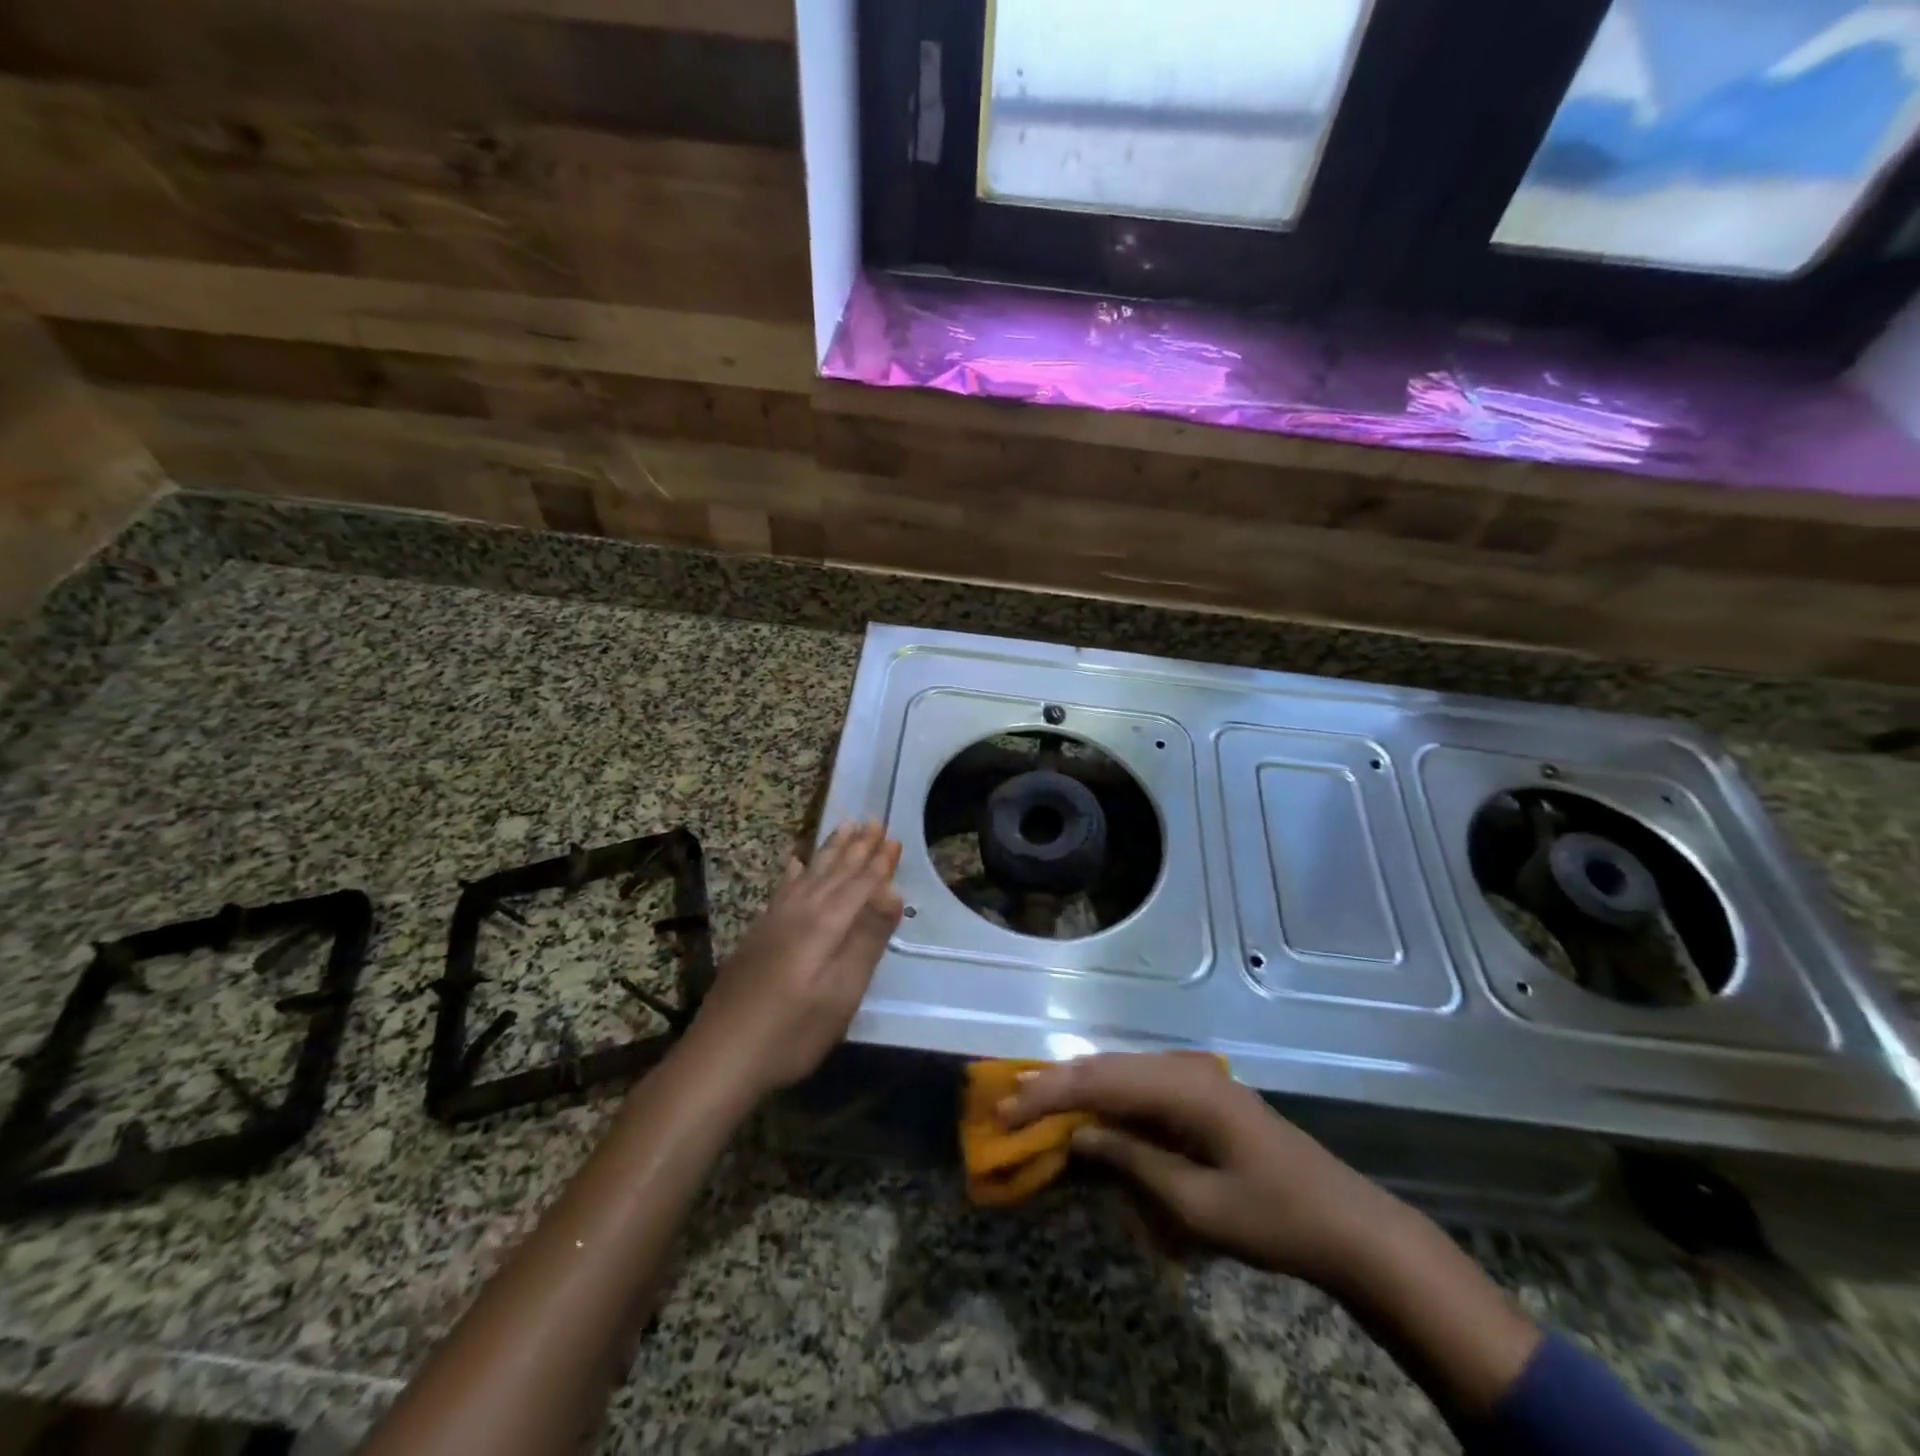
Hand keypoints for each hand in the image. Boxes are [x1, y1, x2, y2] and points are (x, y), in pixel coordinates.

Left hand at [687, 821, 902, 1096]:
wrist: (721, 1056)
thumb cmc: (793, 1031)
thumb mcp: (841, 992)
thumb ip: (866, 939)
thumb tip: (892, 892)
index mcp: (825, 924)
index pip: (860, 884)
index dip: (879, 863)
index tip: (895, 839)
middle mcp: (799, 911)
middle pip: (834, 871)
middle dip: (857, 847)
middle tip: (873, 820)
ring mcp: (774, 921)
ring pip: (809, 873)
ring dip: (830, 850)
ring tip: (844, 826)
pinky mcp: (758, 933)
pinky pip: (783, 887)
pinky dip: (794, 870)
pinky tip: (795, 861)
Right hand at [1002, 1051, 1398, 1286]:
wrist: (1347, 1224)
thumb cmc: (1273, 1219)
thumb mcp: (1196, 1204)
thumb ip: (1132, 1161)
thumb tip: (1077, 1134)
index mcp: (1183, 1089)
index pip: (1098, 1081)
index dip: (1048, 1095)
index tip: (1006, 1111)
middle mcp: (1185, 1069)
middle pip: (1105, 1067)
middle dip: (1054, 1085)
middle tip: (1007, 1103)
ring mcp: (1196, 1078)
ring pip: (1120, 1071)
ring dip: (1077, 1087)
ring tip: (1033, 1100)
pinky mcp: (1203, 1094)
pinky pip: (1141, 1086)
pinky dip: (1106, 1096)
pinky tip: (1087, 1109)